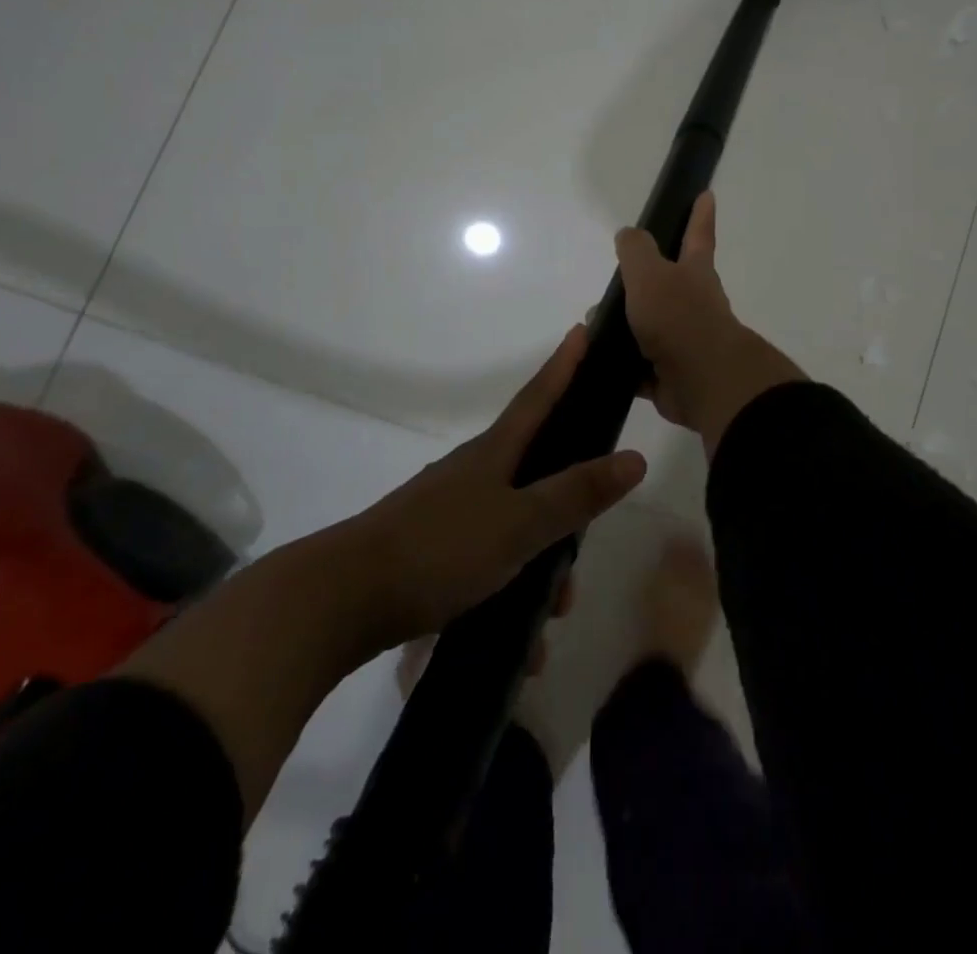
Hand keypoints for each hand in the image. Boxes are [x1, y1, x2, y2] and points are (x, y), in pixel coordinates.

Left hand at [350, 325, 646, 651]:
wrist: (340, 601)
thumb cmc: (439, 549)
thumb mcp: (519, 524)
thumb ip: (576, 494)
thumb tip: (635, 457)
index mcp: (494, 453)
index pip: (539, 396)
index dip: (563, 365)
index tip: (581, 329)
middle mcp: (474, 473)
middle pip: (537, 474)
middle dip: (567, 511)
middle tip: (580, 553)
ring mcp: (451, 512)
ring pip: (516, 529)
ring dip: (539, 572)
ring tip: (546, 627)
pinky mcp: (433, 551)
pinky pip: (489, 564)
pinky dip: (508, 596)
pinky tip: (517, 646)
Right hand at [615, 192, 803, 454]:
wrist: (702, 381)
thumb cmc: (678, 317)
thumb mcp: (650, 273)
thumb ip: (636, 250)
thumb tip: (628, 234)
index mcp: (694, 273)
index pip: (697, 235)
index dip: (700, 215)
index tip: (706, 194)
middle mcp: (694, 304)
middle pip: (667, 286)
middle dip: (642, 283)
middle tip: (614, 283)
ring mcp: (684, 341)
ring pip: (649, 328)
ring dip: (624, 327)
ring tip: (592, 328)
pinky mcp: (671, 375)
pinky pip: (641, 368)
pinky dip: (623, 365)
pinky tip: (598, 362)